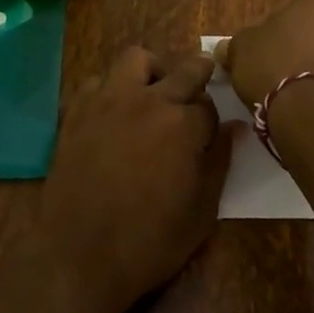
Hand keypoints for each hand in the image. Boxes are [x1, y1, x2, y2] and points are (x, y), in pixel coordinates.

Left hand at [32, 47, 237, 312]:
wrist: (80, 254)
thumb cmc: (149, 241)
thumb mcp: (201, 212)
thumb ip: (219, 163)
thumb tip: (235, 128)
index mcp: (183, 124)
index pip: (209, 106)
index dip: (211, 120)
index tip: (207, 133)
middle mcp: (149, 100)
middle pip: (183, 70)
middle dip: (198, 73)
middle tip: (199, 83)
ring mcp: (109, 100)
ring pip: (135, 58)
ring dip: (151, 70)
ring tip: (152, 92)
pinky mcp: (78, 109)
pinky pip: (98, 81)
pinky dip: (110, 89)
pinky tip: (113, 112)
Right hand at [214, 0, 313, 125]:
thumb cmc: (275, 67)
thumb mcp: (241, 49)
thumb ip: (236, 44)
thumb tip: (227, 49)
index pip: (286, 10)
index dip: (267, 33)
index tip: (257, 55)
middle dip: (297, 49)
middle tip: (274, 73)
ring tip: (293, 97)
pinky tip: (313, 111)